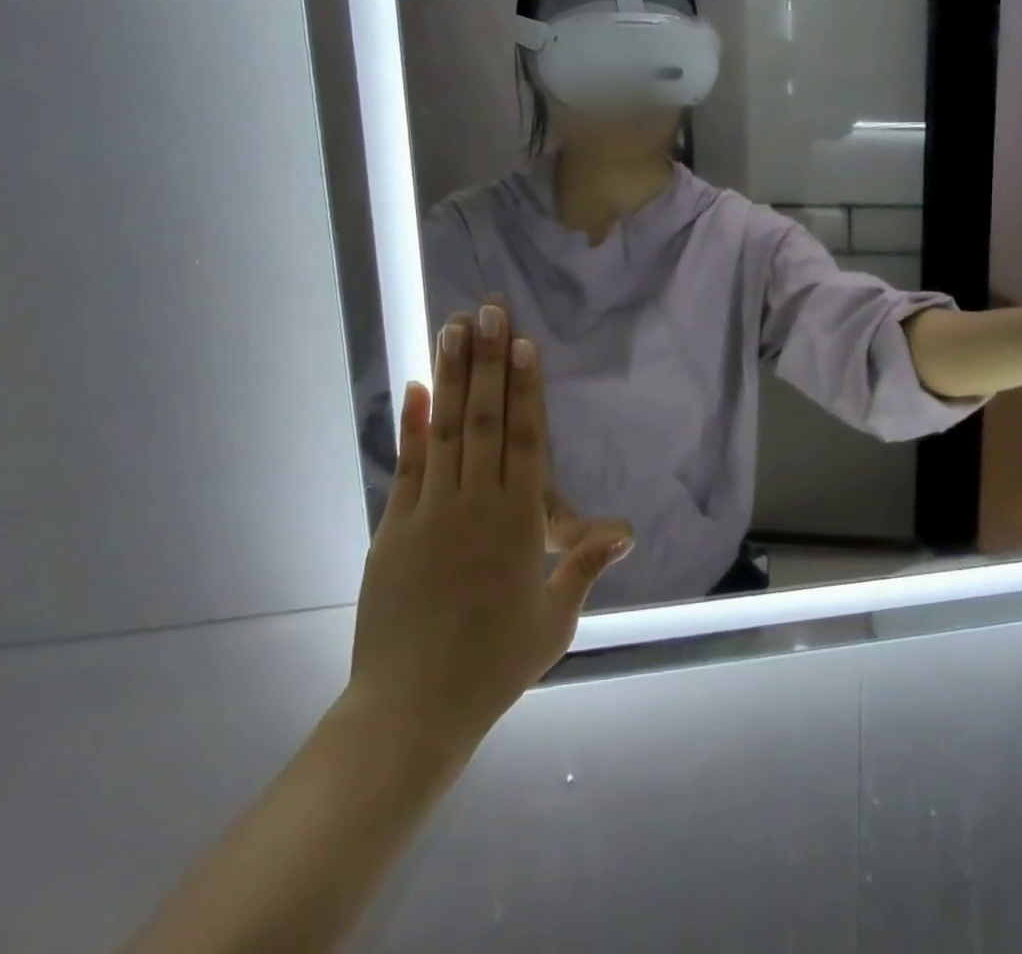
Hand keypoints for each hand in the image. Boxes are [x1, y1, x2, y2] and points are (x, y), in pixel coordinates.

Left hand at [343, 306, 632, 761]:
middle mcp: (476, 504)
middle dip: (488, 361)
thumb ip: (584, 565)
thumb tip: (627, 530)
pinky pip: (408, 466)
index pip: (526, 439)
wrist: (410, 712)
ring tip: (451, 329)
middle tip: (486, 310)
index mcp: (518, 523)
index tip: (522, 342)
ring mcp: (431, 512)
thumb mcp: (554, 618)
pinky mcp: (394, 529)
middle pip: (486, 419)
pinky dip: (413, 424)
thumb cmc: (494, 665)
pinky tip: (417, 387)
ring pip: (447, 430)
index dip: (526, 387)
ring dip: (452, 376)